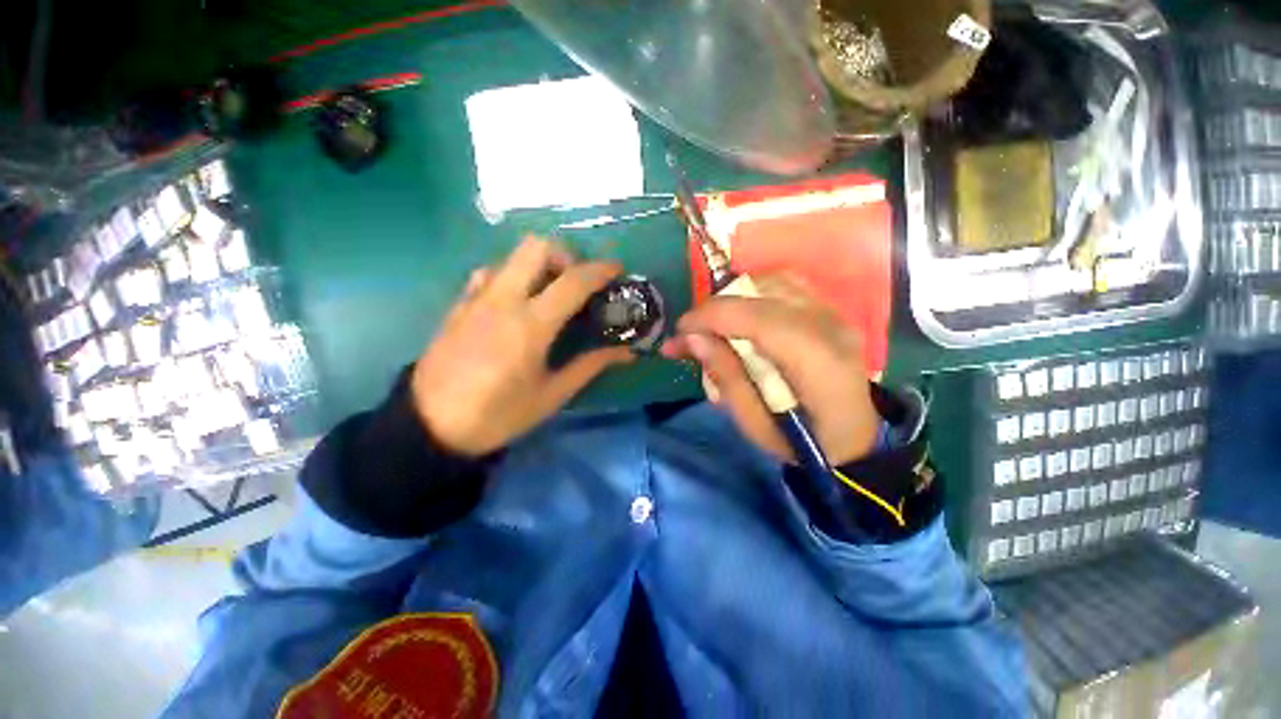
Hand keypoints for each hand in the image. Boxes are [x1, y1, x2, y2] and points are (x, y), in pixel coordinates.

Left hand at [412, 237, 633, 455]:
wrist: (430, 425)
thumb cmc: (498, 414)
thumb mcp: (552, 395)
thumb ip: (590, 366)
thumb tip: (626, 352)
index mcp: (530, 325)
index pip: (573, 281)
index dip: (600, 270)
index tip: (617, 269)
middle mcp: (503, 300)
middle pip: (536, 246)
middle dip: (565, 255)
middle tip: (577, 281)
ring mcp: (477, 298)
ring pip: (512, 255)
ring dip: (538, 264)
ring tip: (550, 291)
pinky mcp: (459, 303)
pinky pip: (490, 272)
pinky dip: (512, 275)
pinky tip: (517, 301)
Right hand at [662, 277, 878, 465]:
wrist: (852, 442)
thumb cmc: (800, 443)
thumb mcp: (754, 423)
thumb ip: (725, 376)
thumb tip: (693, 338)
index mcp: (816, 362)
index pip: (757, 318)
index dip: (711, 317)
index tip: (680, 331)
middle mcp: (830, 327)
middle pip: (763, 294)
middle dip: (716, 307)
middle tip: (691, 333)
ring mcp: (835, 315)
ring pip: (774, 282)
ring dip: (735, 298)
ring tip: (714, 325)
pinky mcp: (831, 313)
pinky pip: (786, 287)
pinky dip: (755, 295)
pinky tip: (742, 317)